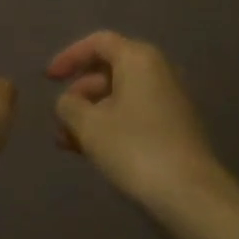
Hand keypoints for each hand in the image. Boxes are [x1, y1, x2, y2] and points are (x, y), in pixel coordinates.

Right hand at [47, 30, 233, 213]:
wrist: (191, 196)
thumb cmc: (135, 149)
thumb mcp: (89, 125)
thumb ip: (69, 105)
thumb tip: (68, 102)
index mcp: (138, 59)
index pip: (98, 43)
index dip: (69, 57)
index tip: (48, 79)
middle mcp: (157, 71)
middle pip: (108, 70)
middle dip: (79, 93)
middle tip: (59, 118)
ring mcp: (169, 100)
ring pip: (119, 97)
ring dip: (91, 115)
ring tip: (67, 142)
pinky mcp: (174, 128)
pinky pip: (133, 116)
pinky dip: (110, 127)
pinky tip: (90, 151)